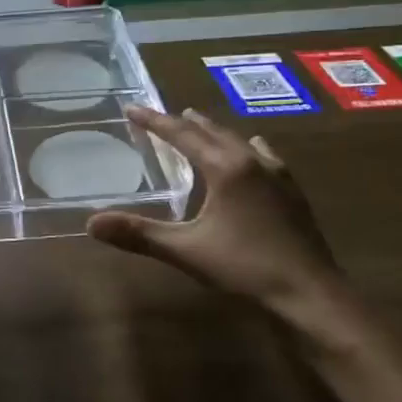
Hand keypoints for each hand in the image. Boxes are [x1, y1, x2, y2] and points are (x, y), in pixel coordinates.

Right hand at [87, 106, 344, 314]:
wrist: (310, 293)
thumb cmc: (245, 268)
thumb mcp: (185, 250)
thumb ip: (139, 234)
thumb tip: (91, 223)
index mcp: (225, 168)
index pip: (182, 135)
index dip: (154, 122)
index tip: (132, 108)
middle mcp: (251, 161)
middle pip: (211, 132)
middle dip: (183, 122)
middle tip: (161, 115)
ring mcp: (277, 174)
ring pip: (238, 140)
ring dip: (214, 131)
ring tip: (198, 124)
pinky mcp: (291, 191)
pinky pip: (263, 155)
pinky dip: (246, 147)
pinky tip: (254, 149)